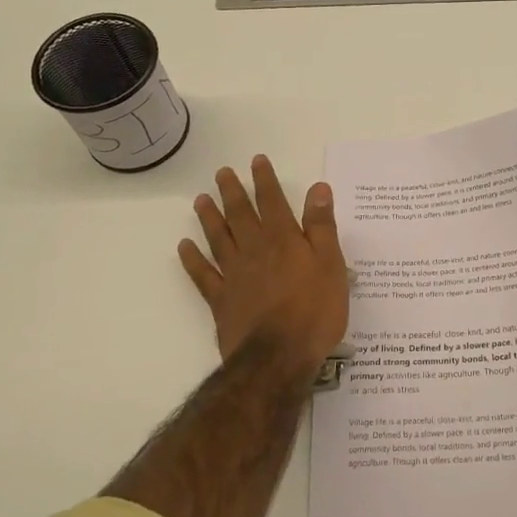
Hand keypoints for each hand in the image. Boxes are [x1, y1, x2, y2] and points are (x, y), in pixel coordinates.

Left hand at [180, 155, 348, 380]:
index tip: (256, 161)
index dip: (265, 180)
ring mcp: (234, 275)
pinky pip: (203, 275)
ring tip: (200, 199)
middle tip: (221, 173)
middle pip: (241, 215)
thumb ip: (321, 226)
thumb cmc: (315, 310)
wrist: (278, 356)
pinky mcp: (221, 301)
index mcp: (284, 240)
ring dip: (209, 218)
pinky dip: (193, 260)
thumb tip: (317, 189)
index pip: (273, 202)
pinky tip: (184, 248)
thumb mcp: (331, 264)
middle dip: (233, 192)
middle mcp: (255, 250)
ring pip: (219, 239)